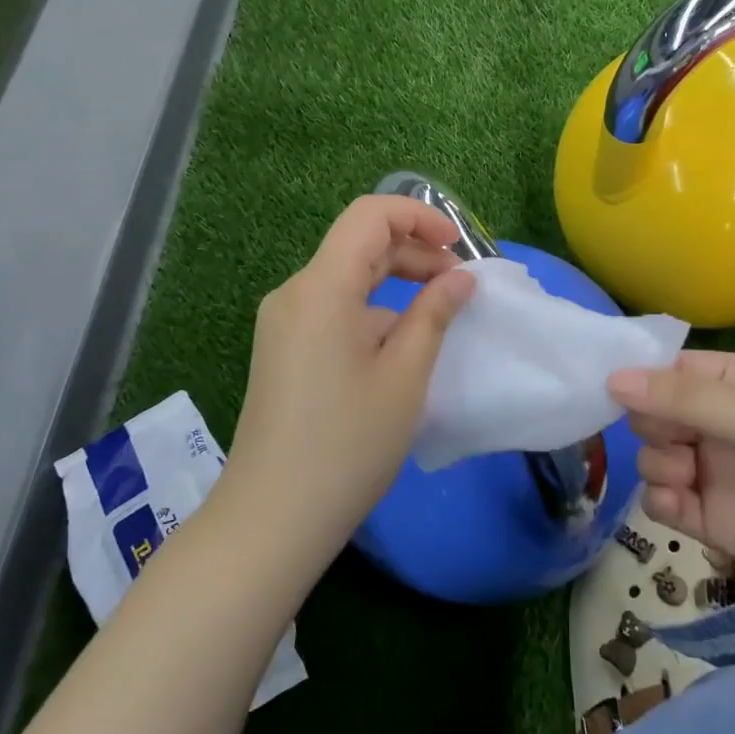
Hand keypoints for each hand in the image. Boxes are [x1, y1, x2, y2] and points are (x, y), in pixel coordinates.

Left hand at [223, 195, 475, 556]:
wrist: (273, 517)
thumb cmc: (348, 444)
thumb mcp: (405, 375)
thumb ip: (434, 313)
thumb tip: (461, 277)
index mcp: (321, 288)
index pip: (370, 216)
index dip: (419, 217)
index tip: (459, 246)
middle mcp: (295, 293)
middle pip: (359, 245)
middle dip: (414, 252)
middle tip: (461, 285)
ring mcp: (284, 321)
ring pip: (347, 277)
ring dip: (396, 281)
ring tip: (440, 311)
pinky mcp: (283, 347)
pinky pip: (333, 307)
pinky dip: (373, 309)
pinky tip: (402, 343)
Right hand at [607, 352, 734, 625]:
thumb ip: (684, 400)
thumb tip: (612, 377)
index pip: (671, 370)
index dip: (640, 378)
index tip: (610, 390)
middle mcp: (722, 424)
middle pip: (655, 414)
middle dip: (650, 424)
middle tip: (671, 438)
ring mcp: (718, 473)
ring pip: (656, 457)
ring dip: (657, 463)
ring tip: (684, 474)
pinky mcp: (717, 522)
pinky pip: (667, 503)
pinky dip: (663, 502)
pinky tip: (680, 505)